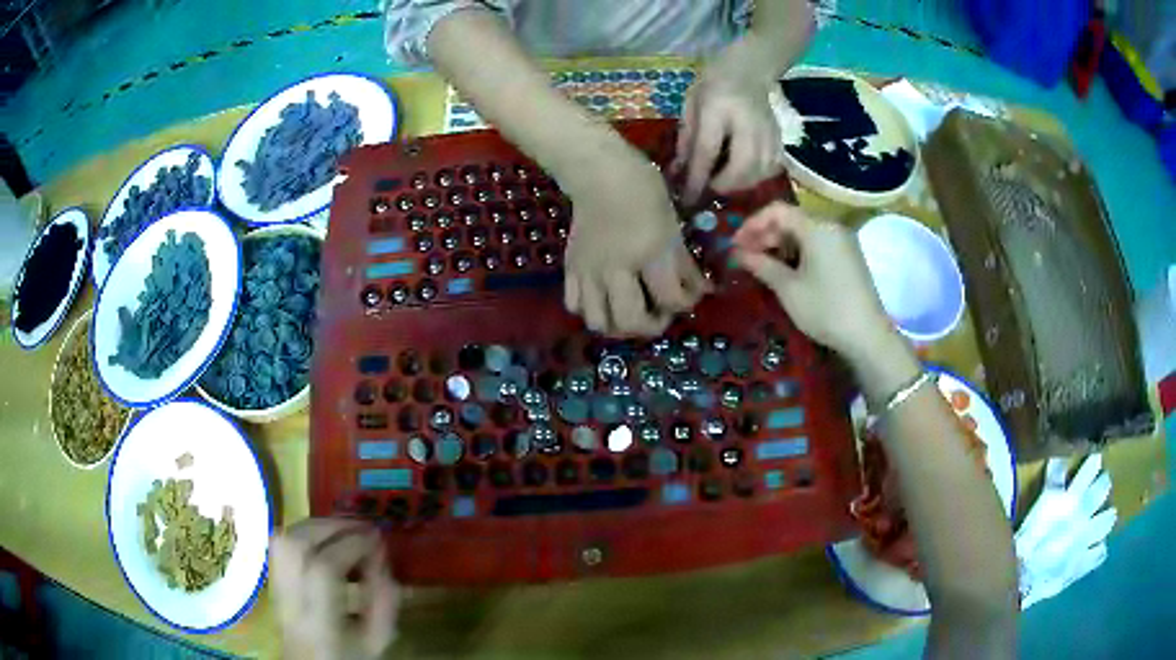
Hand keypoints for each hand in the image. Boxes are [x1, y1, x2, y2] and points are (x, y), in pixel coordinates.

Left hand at [270, 519, 398, 659]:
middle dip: (332, 527)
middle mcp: (291, 600)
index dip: (352, 545)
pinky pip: (280, 543)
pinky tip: (323, 539)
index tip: (377, 539)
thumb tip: (383, 561)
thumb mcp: (376, 641)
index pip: (324, 569)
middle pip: (297, 545)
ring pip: (284, 538)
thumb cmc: (348, 658)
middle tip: (361, 527)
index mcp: (319, 622)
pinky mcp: (272, 579)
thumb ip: (384, 603)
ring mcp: (276, 587)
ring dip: (317, 526)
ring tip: (344, 530)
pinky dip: (303, 532)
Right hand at [563, 143, 708, 336]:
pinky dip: (591, 310)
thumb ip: (684, 264)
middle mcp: (615, 268)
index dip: (686, 304)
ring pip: (598, 321)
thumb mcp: (673, 225)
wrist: (599, 173)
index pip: (670, 299)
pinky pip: (575, 305)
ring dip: (618, 326)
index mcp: (648, 252)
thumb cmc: (643, 190)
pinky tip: (605, 299)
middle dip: (651, 326)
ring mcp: (589, 271)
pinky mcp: (571, 268)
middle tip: (659, 312)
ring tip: (630, 311)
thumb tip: (700, 291)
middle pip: (629, 322)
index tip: (690, 295)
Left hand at [674, 48, 783, 203]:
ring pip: (759, 170)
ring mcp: (768, 130)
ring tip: (725, 182)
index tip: (687, 197)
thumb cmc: (713, 85)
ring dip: (740, 184)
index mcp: (718, 108)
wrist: (748, 69)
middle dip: (724, 184)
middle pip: (741, 165)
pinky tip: (745, 175)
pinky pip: (772, 167)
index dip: (697, 177)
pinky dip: (757, 178)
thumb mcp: (691, 104)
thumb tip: (678, 172)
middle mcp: (747, 121)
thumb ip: (686, 137)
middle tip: (710, 187)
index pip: (708, 150)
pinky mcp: (779, 138)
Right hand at [732, 202, 893, 358]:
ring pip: (803, 233)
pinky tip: (786, 272)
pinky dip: (797, 252)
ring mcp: (842, 242)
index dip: (752, 224)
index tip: (735, 244)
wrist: (867, 336)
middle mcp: (830, 227)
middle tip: (744, 257)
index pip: (777, 210)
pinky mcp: (848, 257)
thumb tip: (738, 253)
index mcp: (816, 228)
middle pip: (791, 219)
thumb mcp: (788, 289)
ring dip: (780, 245)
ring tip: (762, 266)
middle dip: (765, 235)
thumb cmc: (825, 310)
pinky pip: (817, 244)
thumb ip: (761, 265)